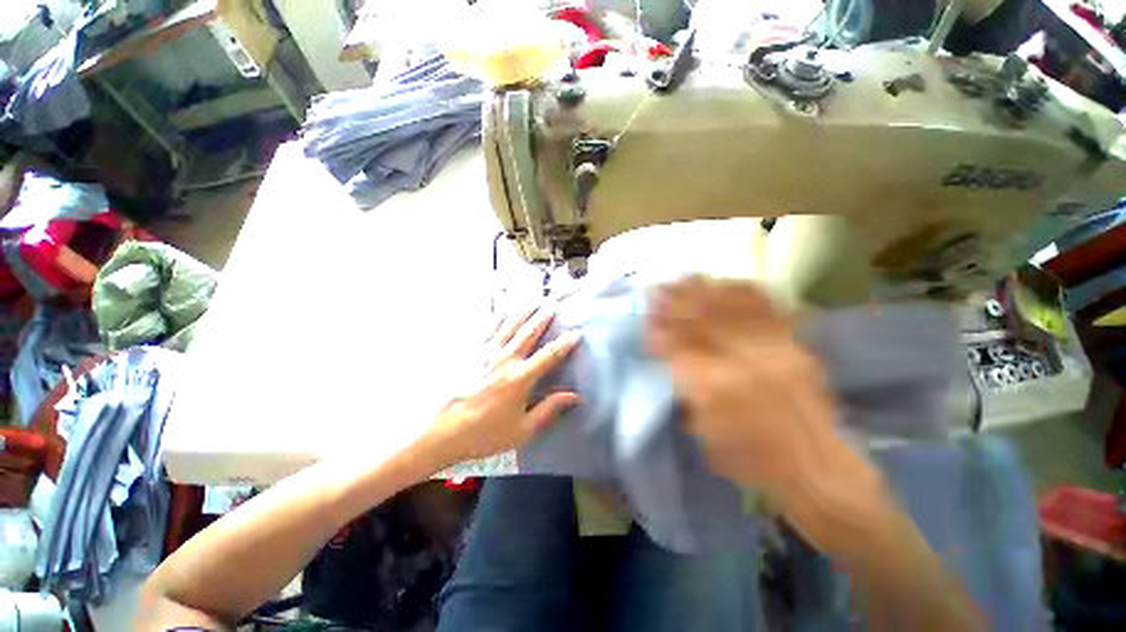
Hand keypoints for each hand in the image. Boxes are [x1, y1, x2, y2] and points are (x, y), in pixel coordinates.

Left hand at [422, 307, 580, 468]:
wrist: (440, 432)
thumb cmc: (484, 434)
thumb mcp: (522, 430)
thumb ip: (549, 410)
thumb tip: (574, 396)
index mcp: (520, 378)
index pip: (549, 356)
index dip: (565, 344)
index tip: (576, 333)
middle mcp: (504, 360)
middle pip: (528, 333)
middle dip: (542, 318)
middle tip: (552, 306)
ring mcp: (484, 353)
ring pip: (508, 326)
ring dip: (522, 313)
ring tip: (532, 302)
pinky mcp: (469, 353)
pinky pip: (486, 330)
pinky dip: (497, 318)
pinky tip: (502, 312)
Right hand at [646, 276, 851, 497]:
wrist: (820, 470)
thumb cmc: (753, 462)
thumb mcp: (705, 435)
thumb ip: (683, 392)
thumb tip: (667, 358)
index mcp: (717, 388)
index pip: (677, 346)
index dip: (657, 330)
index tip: (645, 320)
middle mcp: (745, 360)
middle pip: (701, 318)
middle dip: (673, 301)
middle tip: (655, 290)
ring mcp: (774, 346)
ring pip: (729, 306)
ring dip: (701, 291)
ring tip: (681, 280)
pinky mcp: (796, 343)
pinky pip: (765, 305)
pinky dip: (739, 291)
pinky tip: (722, 284)